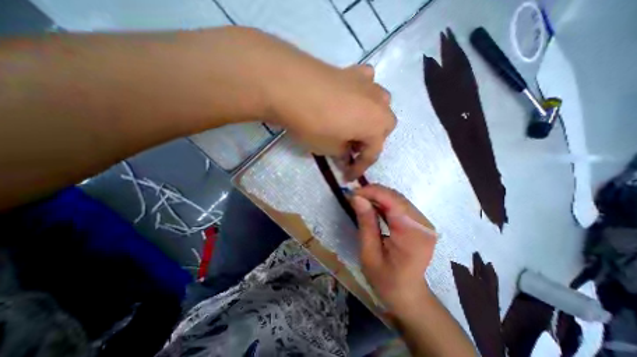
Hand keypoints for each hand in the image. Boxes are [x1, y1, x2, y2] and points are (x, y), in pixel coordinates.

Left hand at [233, 29, 396, 179]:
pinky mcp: (353, 71)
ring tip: (353, 124)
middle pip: (383, 127)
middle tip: (353, 148)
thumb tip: (346, 155)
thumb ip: (342, 153)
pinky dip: (362, 94)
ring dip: (370, 118)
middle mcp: (380, 103)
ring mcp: (368, 84)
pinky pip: (366, 84)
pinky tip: (351, 98)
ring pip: (379, 105)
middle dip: (371, 141)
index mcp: (377, 125)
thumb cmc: (314, 124)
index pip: (372, 153)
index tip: (348, 177)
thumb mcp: (329, 148)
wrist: (291, 87)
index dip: (359, 168)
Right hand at [347, 186, 437, 316]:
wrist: (408, 294)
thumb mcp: (369, 253)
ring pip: (398, 198)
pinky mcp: (420, 222)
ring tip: (360, 200)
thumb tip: (357, 197)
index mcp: (412, 234)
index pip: (393, 201)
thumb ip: (365, 223)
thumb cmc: (386, 280)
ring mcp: (424, 222)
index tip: (352, 193)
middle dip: (373, 192)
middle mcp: (423, 224)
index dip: (372, 192)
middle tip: (354, 197)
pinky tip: (372, 206)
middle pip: (396, 197)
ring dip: (377, 196)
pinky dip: (384, 202)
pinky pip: (400, 205)